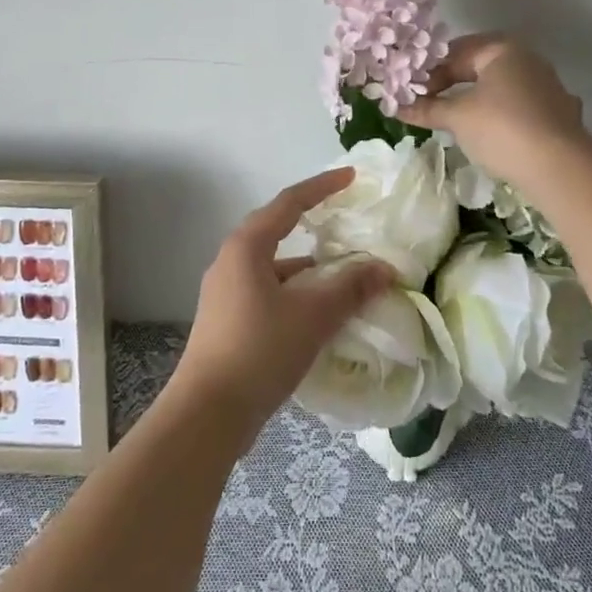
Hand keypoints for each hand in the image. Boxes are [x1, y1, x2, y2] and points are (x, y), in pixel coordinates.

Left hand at [170, 167, 394, 448]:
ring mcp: (226, 293)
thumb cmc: (259, 350)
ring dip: (307, 269)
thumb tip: (384, 268)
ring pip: (274, 267)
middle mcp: (231, 261)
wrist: (207, 414)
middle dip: (313, 225)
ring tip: (343, 277)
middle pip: (278, 231)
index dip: (321, 187)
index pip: (289, 203)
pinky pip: (268, 293)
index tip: (349, 178)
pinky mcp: (227, 322)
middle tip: (345, 223)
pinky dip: (296, 294)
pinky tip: (318, 315)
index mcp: (247, 246)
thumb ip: (350, 288)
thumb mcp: (312, 316)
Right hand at [399, 33, 586, 185]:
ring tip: (454, 120)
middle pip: (479, 66)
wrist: (560, 167)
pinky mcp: (559, 113)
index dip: (429, 73)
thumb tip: (397, 107)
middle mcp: (528, 59)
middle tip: (427, 104)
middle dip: (452, 84)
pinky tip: (491, 134)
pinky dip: (500, 115)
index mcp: (502, 49)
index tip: (410, 94)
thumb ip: (427, 108)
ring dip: (475, 99)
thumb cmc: (501, 129)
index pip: (455, 53)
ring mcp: (548, 86)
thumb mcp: (457, 117)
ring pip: (501, 87)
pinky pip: (519, 107)